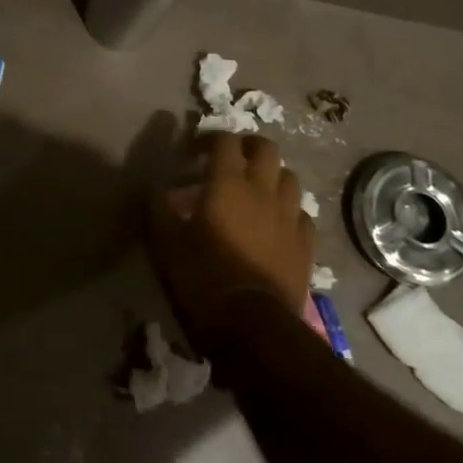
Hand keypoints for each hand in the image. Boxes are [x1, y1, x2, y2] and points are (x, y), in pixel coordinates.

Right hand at [148, 133, 311, 353]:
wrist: (253, 324)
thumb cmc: (204, 277)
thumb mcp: (167, 243)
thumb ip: (160, 210)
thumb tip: (156, 191)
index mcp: (228, 183)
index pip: (226, 140)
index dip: (210, 138)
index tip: (195, 150)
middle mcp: (263, 190)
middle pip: (267, 148)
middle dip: (249, 146)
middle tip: (233, 158)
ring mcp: (290, 216)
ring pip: (289, 178)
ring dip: (273, 176)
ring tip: (258, 190)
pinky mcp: (306, 244)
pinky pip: (302, 214)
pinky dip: (290, 211)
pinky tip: (278, 223)